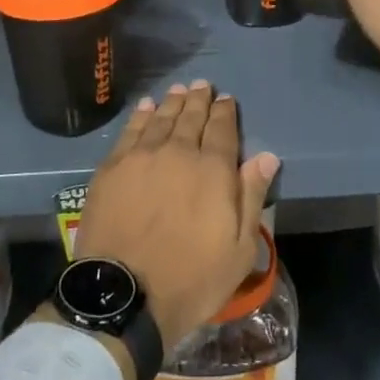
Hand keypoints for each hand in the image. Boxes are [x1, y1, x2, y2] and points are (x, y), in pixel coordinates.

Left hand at [73, 81, 280, 353]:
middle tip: (202, 85)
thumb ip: (252, 197)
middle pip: (191, 118)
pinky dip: (141, 115)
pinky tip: (146, 107)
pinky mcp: (112, 167)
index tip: (226, 99)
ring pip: (161, 119)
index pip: (222, 130)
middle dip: (199, 100)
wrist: (124, 295)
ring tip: (178, 90)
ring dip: (172, 102)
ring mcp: (142, 157)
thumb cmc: (191, 279)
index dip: (225, 112)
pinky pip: (131, 131)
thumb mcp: (239, 249)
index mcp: (213, 170)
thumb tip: (267, 156)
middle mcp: (179, 152)